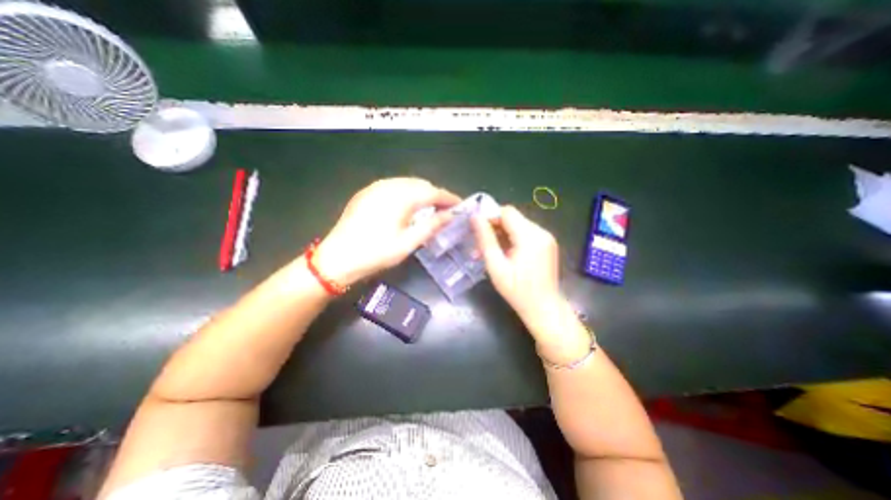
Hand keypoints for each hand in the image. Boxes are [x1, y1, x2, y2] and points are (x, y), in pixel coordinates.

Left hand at [312, 176, 459, 283]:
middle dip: (436, 195)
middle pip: (421, 184)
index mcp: (401, 197)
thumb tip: (451, 215)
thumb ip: (432, 226)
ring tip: (431, 208)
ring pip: (407, 184)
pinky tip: (408, 206)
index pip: (433, 192)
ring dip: (422, 193)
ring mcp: (376, 187)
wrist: (337, 257)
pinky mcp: (367, 192)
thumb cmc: (376, 253)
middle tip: (447, 210)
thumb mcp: (408, 243)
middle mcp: (389, 185)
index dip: (449, 198)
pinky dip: (407, 193)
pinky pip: (394, 186)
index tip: (461, 206)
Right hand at [470, 205, 559, 328]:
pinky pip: (524, 234)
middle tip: (478, 244)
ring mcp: (546, 238)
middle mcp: (541, 232)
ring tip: (486, 252)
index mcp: (530, 236)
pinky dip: (511, 240)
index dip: (489, 216)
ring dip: (500, 235)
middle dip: (493, 227)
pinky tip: (501, 254)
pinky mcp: (546, 245)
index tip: (476, 229)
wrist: (544, 309)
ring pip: (517, 226)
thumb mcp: (496, 266)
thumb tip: (475, 217)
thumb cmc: (518, 291)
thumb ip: (485, 240)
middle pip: (512, 218)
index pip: (507, 212)